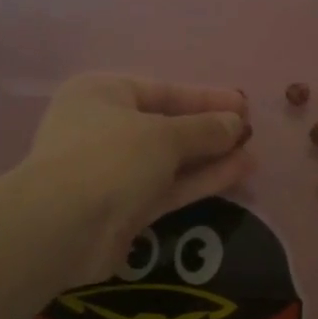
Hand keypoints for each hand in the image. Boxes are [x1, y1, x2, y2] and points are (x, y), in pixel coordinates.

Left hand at [23, 73, 253, 284]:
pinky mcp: (125, 208)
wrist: (64, 227)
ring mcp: (114, 171)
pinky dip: (200, 180)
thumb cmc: (110, 159)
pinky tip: (238, 173)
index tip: (243, 104)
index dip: (206, 98)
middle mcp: (105, 128)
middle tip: (250, 132)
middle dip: (210, 130)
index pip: (163, 91)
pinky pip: (169, 187)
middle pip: (167, 126)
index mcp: (103, 94)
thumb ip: (205, 128)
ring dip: (210, 157)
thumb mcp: (164, 135)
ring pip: (171, 160)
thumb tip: (236, 123)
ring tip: (253, 155)